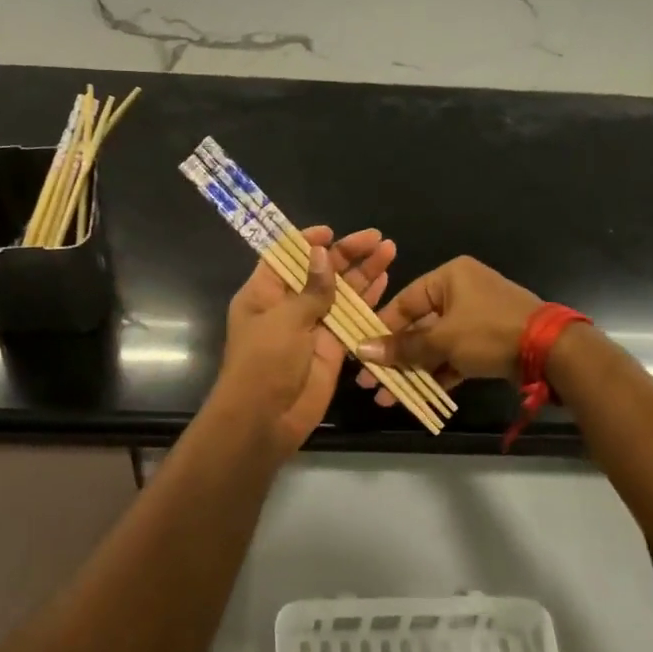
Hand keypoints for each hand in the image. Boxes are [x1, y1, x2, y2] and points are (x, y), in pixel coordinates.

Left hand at [213, 227, 396, 455]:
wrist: (265, 419)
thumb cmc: (264, 362)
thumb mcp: (284, 320)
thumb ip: (311, 289)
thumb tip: (322, 253)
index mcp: (263, 293)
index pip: (285, 256)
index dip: (308, 242)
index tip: (332, 232)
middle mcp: (287, 305)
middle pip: (319, 271)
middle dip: (347, 254)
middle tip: (376, 238)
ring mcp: (312, 326)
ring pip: (340, 292)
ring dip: (363, 272)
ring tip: (389, 251)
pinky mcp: (332, 346)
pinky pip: (351, 318)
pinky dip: (368, 301)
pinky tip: (386, 281)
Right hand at [355, 256, 541, 404]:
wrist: (550, 351)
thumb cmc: (489, 332)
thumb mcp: (442, 340)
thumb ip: (403, 347)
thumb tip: (362, 351)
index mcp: (449, 277)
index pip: (404, 301)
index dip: (381, 329)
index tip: (361, 354)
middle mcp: (461, 291)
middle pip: (418, 325)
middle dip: (395, 357)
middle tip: (371, 383)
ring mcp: (476, 318)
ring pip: (435, 345)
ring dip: (413, 370)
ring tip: (388, 397)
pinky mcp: (487, 342)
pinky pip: (454, 356)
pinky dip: (438, 373)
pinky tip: (416, 396)